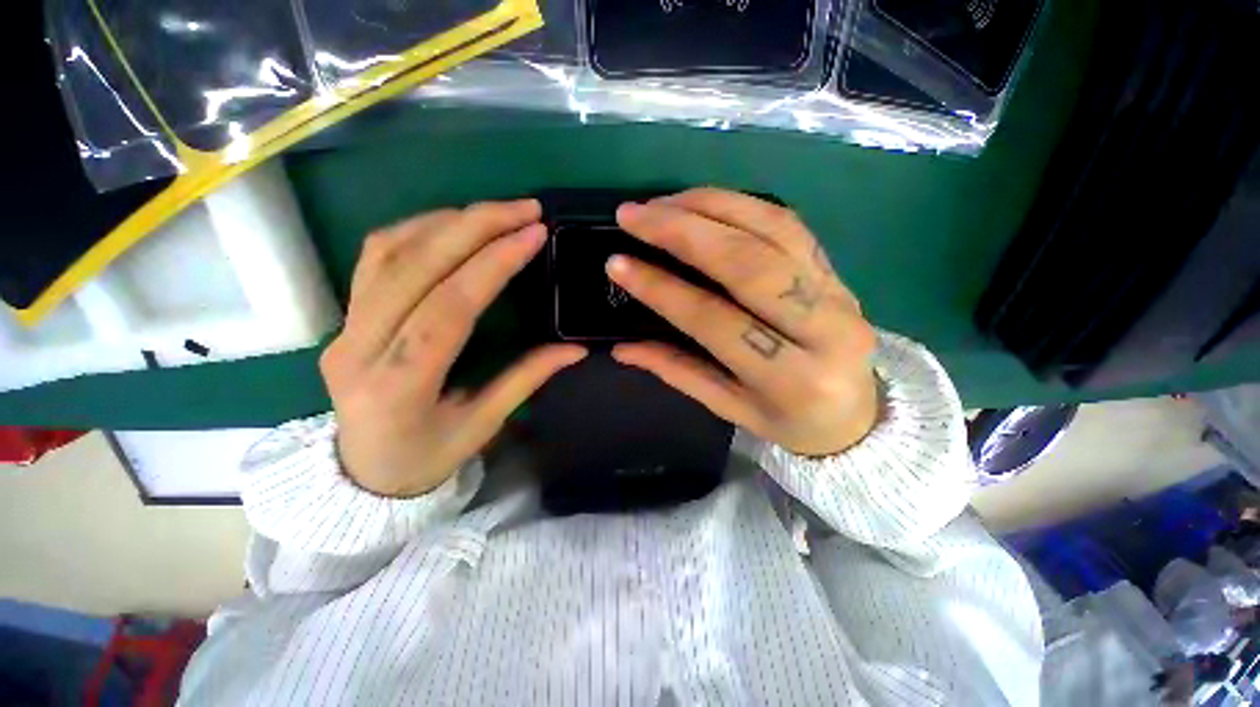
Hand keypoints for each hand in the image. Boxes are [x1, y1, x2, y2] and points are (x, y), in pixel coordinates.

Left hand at [320, 200, 586, 496]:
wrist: (362, 475)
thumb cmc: (426, 457)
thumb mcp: (483, 425)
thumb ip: (527, 379)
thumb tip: (575, 348)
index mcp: (401, 387)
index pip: (449, 308)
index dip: (494, 264)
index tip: (534, 234)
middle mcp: (360, 349)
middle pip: (415, 267)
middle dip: (475, 226)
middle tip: (525, 208)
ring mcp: (344, 328)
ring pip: (388, 252)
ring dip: (447, 221)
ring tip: (495, 212)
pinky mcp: (343, 317)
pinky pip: (374, 257)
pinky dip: (417, 229)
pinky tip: (452, 224)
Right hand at [607, 188, 877, 456]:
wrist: (859, 414)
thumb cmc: (788, 419)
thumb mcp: (730, 408)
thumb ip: (677, 371)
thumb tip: (622, 348)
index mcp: (791, 379)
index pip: (715, 321)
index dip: (662, 289)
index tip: (618, 263)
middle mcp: (824, 328)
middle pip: (748, 263)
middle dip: (683, 230)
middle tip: (633, 215)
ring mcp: (837, 291)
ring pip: (771, 229)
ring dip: (710, 206)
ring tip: (662, 203)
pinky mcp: (836, 269)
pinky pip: (788, 222)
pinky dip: (741, 204)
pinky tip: (703, 202)